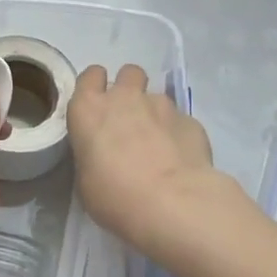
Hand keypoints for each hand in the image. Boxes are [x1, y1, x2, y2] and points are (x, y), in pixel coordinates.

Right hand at [67, 63, 219, 253]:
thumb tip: (105, 153)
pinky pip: (180, 121)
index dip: (95, 87)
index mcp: (90, 109)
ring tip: (159, 145)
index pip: (90, 76)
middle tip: (130, 117)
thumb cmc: (115, 196)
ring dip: (155, 114)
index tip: (98, 105)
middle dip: (130, 88)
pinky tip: (181, 160)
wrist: (172, 203)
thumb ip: (93, 153)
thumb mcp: (86, 180)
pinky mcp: (190, 120)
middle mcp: (125, 97)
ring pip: (157, 97)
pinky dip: (178, 134)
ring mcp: (161, 105)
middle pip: (128, 73)